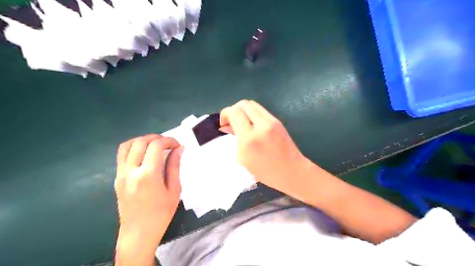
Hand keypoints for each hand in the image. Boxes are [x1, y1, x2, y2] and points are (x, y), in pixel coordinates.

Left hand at [114, 134, 181, 257]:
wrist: (138, 233)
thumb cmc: (161, 214)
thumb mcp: (174, 190)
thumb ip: (175, 166)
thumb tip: (179, 149)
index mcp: (148, 175)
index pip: (156, 146)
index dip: (169, 141)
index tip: (177, 145)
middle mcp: (131, 171)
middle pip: (141, 142)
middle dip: (156, 137)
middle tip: (168, 143)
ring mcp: (121, 174)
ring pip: (127, 145)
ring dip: (142, 140)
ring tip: (155, 145)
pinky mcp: (117, 178)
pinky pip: (122, 155)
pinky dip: (133, 148)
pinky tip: (144, 154)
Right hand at [219, 100, 312, 194]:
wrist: (292, 171)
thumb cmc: (265, 172)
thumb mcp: (244, 158)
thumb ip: (235, 138)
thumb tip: (226, 126)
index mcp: (249, 139)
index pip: (234, 112)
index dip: (225, 114)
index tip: (223, 124)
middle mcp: (261, 125)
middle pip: (243, 104)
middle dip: (233, 110)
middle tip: (231, 122)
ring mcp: (271, 121)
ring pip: (252, 104)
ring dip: (243, 110)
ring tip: (240, 123)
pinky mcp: (277, 121)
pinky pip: (260, 110)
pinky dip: (251, 114)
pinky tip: (251, 125)